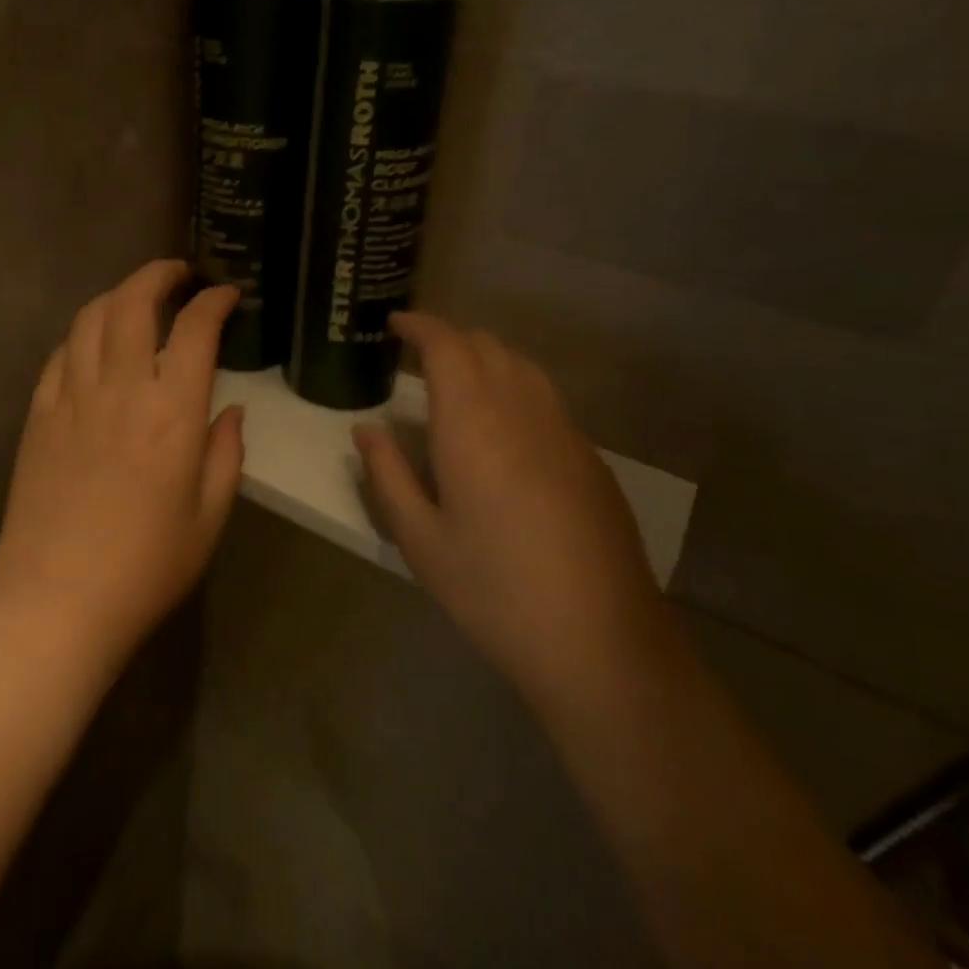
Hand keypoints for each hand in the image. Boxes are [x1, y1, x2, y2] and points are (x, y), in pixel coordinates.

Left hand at [0, 260, 243, 670]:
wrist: (56, 603)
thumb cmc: (146, 568)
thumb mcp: (209, 518)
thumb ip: (225, 454)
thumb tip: (230, 410)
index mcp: (172, 413)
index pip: (194, 330)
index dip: (213, 301)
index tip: (226, 295)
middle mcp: (120, 389)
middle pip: (133, 302)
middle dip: (158, 274)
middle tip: (177, 274)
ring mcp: (71, 398)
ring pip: (90, 318)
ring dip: (117, 295)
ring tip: (136, 299)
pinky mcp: (38, 415)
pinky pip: (59, 355)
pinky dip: (81, 334)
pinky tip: (92, 345)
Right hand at [353, 312, 668, 705]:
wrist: (601, 643)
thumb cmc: (494, 591)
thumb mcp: (420, 540)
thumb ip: (387, 475)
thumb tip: (366, 430)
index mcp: (473, 423)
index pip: (447, 345)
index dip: (419, 325)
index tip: (393, 325)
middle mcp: (522, 411)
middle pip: (486, 345)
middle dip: (448, 340)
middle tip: (415, 360)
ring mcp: (564, 431)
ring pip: (521, 366)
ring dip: (484, 359)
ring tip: (455, 386)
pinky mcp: (590, 458)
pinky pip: (545, 397)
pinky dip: (513, 388)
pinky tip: (501, 430)